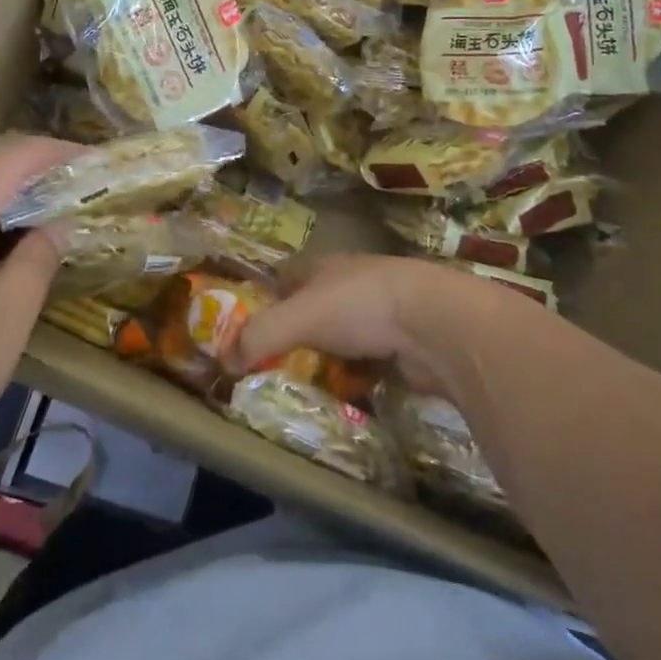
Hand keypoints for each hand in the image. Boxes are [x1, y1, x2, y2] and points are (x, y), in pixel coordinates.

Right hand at [225, 253, 522, 399]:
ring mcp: (381, 312)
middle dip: (296, 331)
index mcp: (325, 267)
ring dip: (328, 355)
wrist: (437, 324)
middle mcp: (351, 284)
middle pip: (314, 307)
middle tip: (271, 362)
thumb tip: (222, 361)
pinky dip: (356, 374)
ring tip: (304, 382)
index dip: (266, 296)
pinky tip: (346, 392)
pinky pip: (368, 361)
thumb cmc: (362, 306)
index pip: (286, 276)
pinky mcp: (403, 344)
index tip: (247, 325)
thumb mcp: (300, 316)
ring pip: (342, 335)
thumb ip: (259, 336)